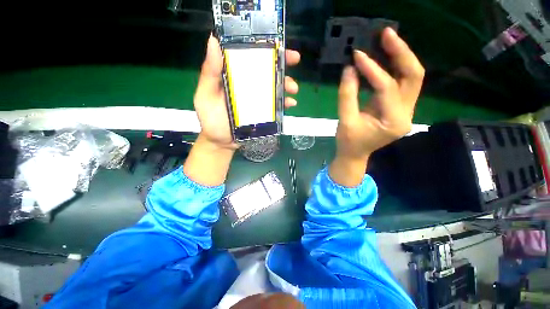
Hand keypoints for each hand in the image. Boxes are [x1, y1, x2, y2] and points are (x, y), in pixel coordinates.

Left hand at [193, 35, 300, 149]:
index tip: (275, 43)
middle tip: (293, 60)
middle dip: (281, 63)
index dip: (262, 47)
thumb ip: (209, 74)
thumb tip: (213, 42)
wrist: (222, 142)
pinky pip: (276, 106)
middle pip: (265, 70)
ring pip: (274, 87)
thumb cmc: (211, 119)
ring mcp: (257, 99)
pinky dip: (284, 103)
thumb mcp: (206, 96)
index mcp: (233, 76)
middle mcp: (247, 85)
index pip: (248, 57)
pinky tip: (290, 104)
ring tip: (293, 89)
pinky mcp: (264, 113)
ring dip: (286, 84)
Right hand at [330, 27, 424, 186]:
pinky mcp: (398, 107)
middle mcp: (406, 114)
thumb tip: (349, 69)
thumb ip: (347, 95)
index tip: (358, 56)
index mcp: (394, 121)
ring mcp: (405, 110)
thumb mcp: (345, 121)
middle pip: (413, 77)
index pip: (387, 88)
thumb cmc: (349, 142)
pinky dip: (393, 68)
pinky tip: (385, 57)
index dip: (373, 70)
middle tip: (387, 34)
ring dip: (400, 57)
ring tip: (387, 40)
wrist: (355, 154)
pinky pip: (400, 83)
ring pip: (410, 77)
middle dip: (401, 53)